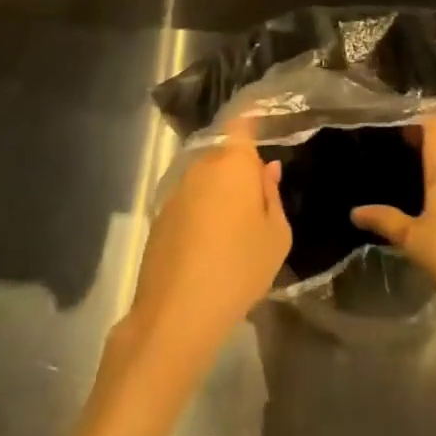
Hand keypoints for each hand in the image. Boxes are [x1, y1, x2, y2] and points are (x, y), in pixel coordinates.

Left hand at [124, 133, 290, 365]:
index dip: (252, 121)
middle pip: (224, 153)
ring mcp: (176, 191)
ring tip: (235, 229)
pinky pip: (189, 203)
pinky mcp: (159, 218)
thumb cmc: (239, 268)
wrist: (176, 314)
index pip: (242, 124)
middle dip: (239, 168)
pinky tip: (209, 247)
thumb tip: (266, 170)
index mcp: (233, 162)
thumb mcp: (276, 236)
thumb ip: (272, 196)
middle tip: (257, 199)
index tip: (265, 126)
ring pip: (205, 179)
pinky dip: (200, 214)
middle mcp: (201, 166)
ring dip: (219, 193)